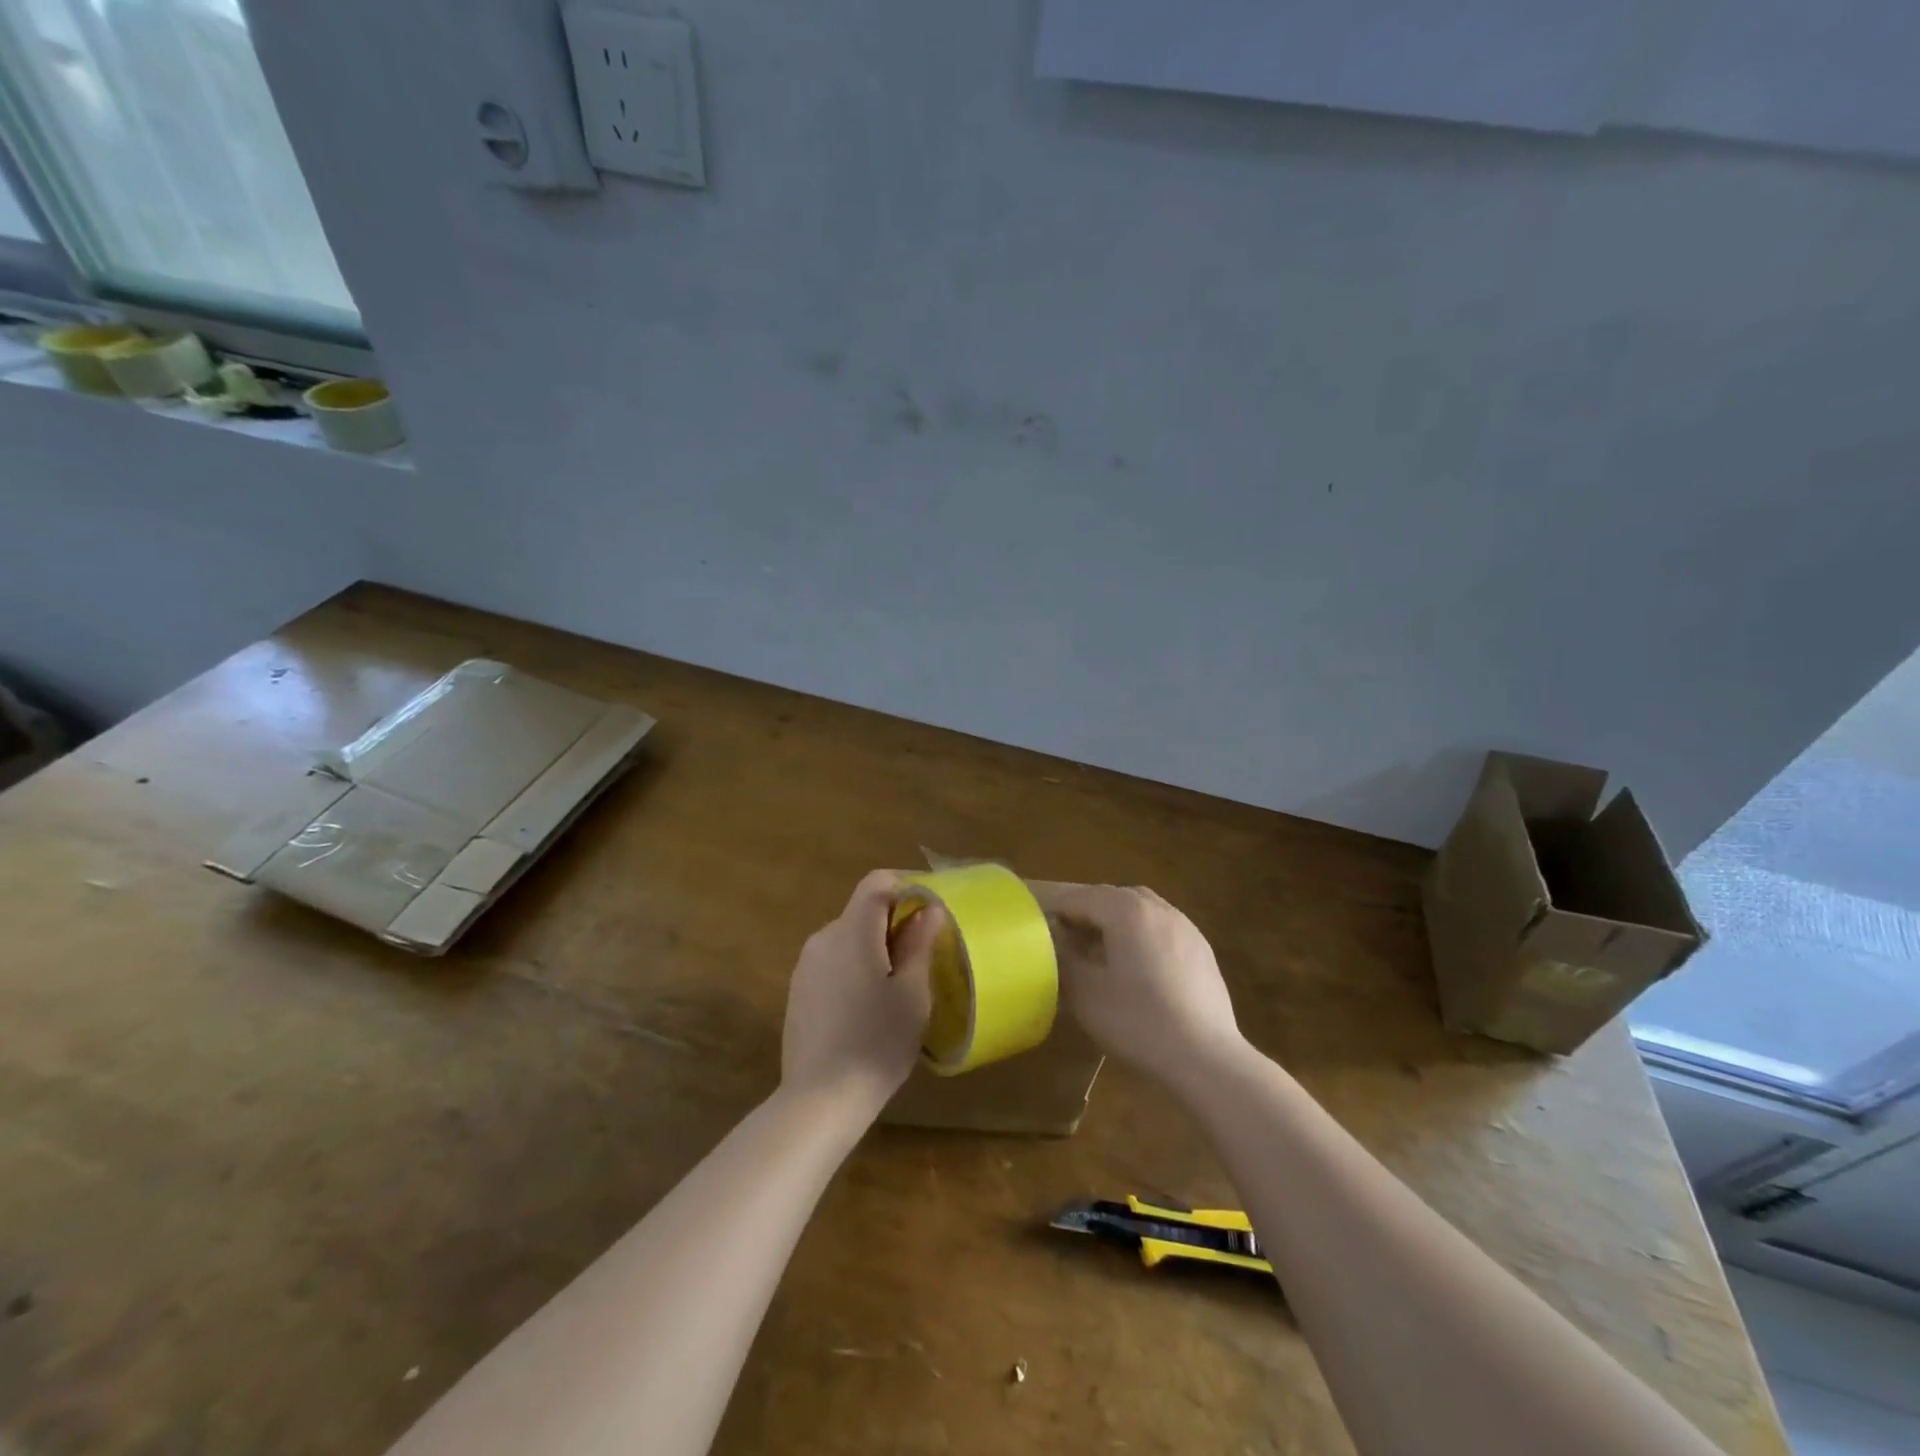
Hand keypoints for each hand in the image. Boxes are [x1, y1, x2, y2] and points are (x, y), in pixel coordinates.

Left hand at [781, 871, 941, 1113]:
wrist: (820, 1100)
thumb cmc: (876, 1043)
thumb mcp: (912, 994)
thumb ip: (919, 944)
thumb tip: (928, 908)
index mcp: (852, 931)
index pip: (877, 882)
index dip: (906, 886)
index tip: (930, 911)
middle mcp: (823, 938)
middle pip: (862, 910)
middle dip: (894, 922)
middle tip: (923, 955)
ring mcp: (806, 965)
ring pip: (848, 937)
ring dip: (875, 947)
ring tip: (898, 985)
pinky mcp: (798, 990)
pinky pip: (834, 962)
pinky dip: (856, 967)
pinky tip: (868, 1006)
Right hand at [1043, 884, 1245, 1089]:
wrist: (1205, 1057)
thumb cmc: (1138, 1021)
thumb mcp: (1086, 994)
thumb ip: (1065, 959)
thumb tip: (1055, 942)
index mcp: (1127, 911)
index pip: (1081, 897)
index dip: (1058, 911)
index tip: (1041, 931)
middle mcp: (1158, 908)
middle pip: (1114, 897)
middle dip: (1088, 912)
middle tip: (1069, 939)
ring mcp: (1185, 927)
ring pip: (1142, 909)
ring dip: (1117, 921)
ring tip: (1104, 952)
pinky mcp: (1202, 950)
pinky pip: (1163, 928)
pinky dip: (1143, 935)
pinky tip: (1139, 969)